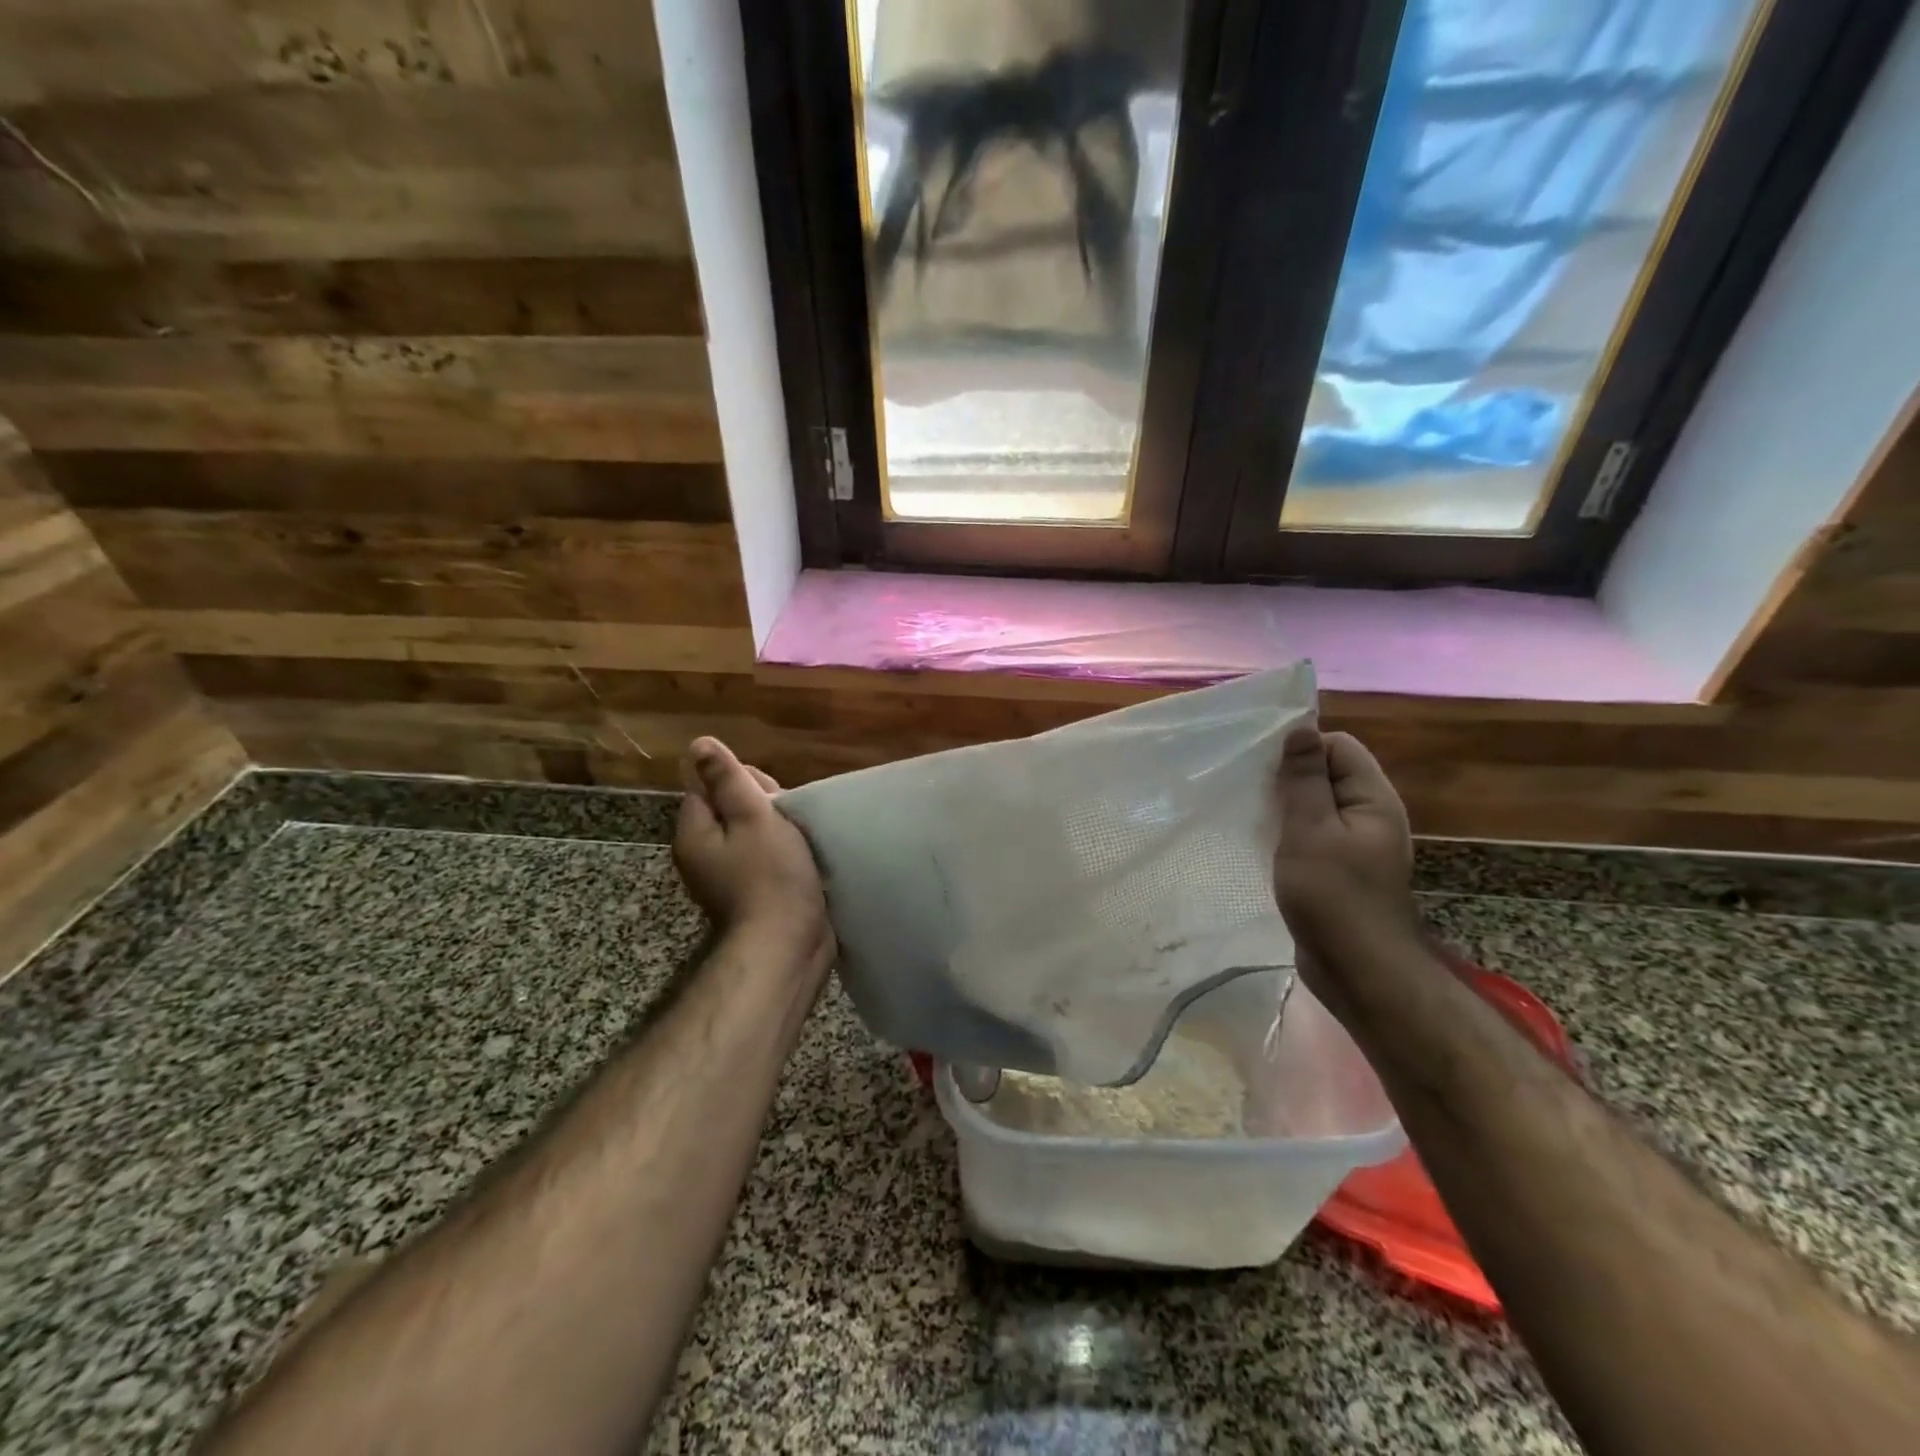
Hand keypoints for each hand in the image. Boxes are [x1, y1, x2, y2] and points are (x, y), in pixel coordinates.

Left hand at [673, 738, 833, 978]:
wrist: (787, 945)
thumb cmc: (771, 875)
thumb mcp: (753, 817)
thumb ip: (728, 779)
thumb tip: (698, 743)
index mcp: (695, 835)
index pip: (709, 788)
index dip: (742, 783)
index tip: (772, 796)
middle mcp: (703, 857)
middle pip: (730, 811)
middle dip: (764, 808)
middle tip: (789, 821)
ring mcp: (727, 880)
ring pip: (752, 836)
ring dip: (778, 832)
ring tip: (802, 838)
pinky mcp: (752, 896)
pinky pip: (764, 861)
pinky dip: (783, 856)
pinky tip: (803, 860)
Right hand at [1272, 724, 1416, 1018]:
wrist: (1357, 970)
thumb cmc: (1333, 895)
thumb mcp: (1311, 829)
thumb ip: (1304, 778)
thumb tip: (1300, 728)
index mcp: (1373, 799)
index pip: (1338, 746)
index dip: (1302, 748)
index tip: (1262, 766)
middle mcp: (1369, 816)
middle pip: (1327, 774)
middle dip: (1288, 777)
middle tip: (1249, 791)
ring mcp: (1355, 845)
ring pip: (1315, 806)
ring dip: (1284, 806)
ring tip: (1249, 814)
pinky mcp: (1338, 869)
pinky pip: (1312, 835)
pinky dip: (1288, 833)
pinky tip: (1262, 843)